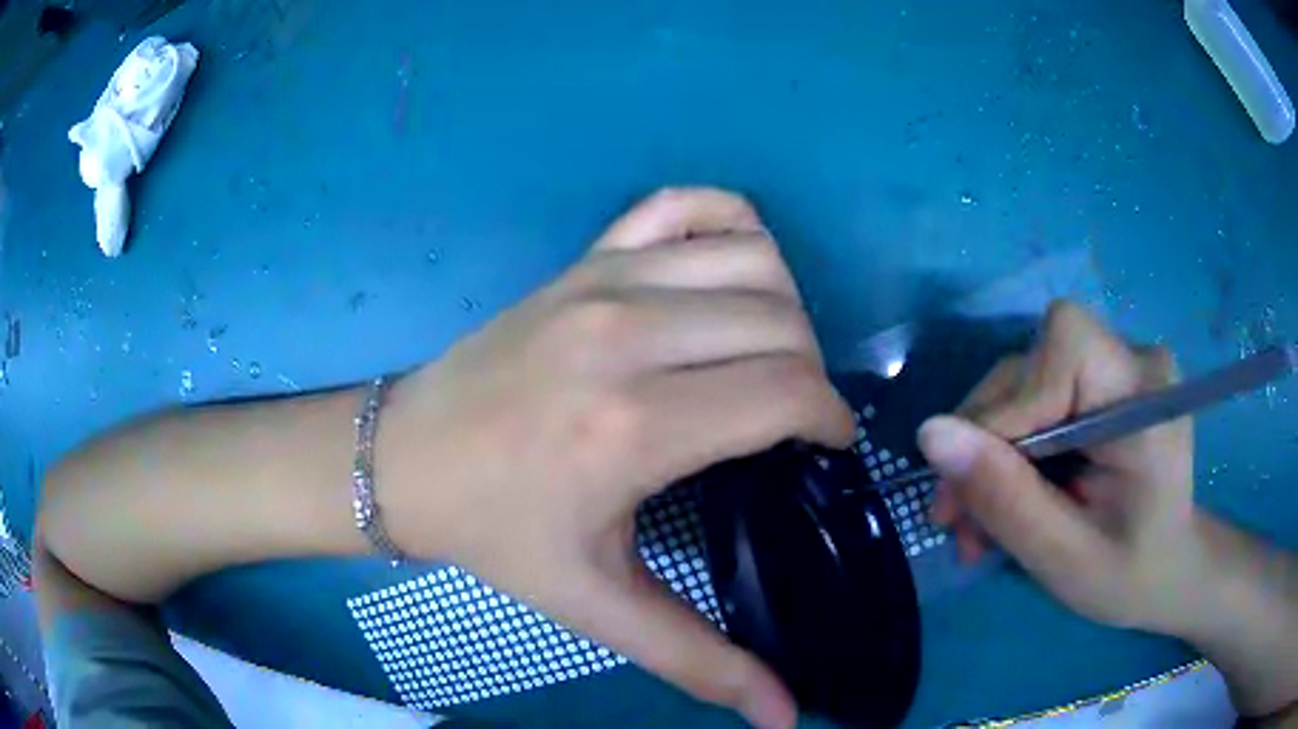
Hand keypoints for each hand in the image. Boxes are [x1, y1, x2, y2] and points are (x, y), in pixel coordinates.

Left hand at [380, 188, 853, 726]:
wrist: (403, 456)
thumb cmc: (497, 533)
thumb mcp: (598, 606)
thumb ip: (699, 662)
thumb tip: (784, 717)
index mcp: (633, 426)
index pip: (788, 391)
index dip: (831, 420)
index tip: (826, 447)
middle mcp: (626, 335)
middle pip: (783, 321)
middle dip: (812, 370)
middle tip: (789, 416)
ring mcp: (603, 280)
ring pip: (755, 258)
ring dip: (785, 308)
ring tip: (764, 356)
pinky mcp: (585, 256)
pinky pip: (686, 203)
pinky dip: (730, 222)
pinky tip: (725, 277)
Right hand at [915, 302, 1212, 636]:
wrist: (1170, 570)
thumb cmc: (1130, 576)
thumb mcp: (1064, 559)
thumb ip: (1005, 499)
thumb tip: (930, 434)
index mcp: (1146, 400)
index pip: (1065, 345)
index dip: (1010, 402)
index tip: (973, 482)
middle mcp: (1135, 361)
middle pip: (1034, 362)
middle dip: (985, 439)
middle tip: (955, 517)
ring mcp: (1120, 365)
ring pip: (1025, 380)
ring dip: (989, 449)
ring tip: (976, 521)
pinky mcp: (1105, 380)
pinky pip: (1037, 394)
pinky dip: (1010, 446)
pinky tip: (1006, 494)